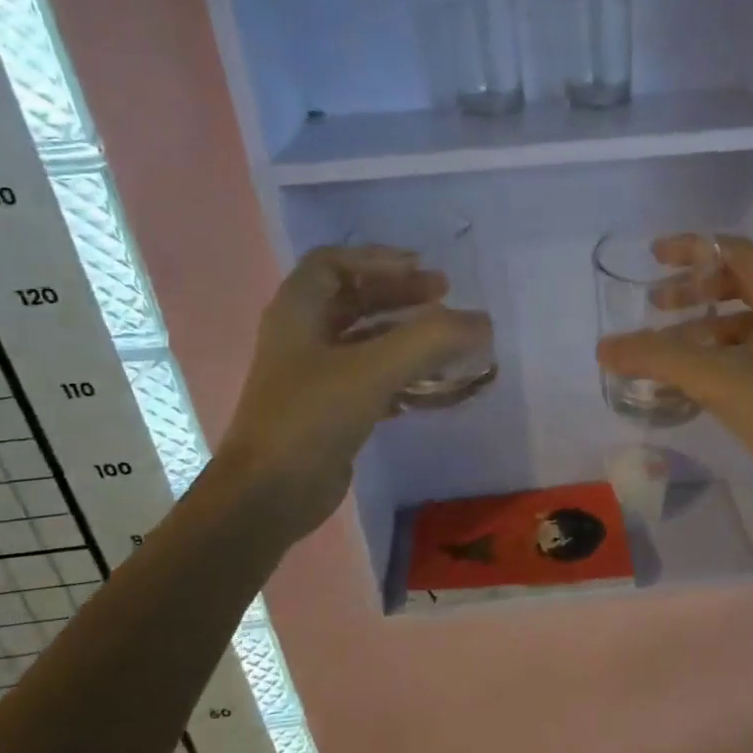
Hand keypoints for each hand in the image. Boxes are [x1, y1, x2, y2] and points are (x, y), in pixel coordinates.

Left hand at [212, 246, 490, 539]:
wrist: (270, 494)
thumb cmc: (313, 417)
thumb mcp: (375, 369)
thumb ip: (432, 340)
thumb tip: (482, 322)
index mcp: (298, 312)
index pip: (334, 263)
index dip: (378, 259)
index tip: (421, 268)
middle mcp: (302, 337)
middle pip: (353, 300)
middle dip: (399, 295)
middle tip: (444, 296)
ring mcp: (313, 377)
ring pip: (365, 341)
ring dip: (405, 336)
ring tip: (447, 341)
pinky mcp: (328, 411)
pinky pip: (370, 379)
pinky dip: (401, 375)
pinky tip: (430, 387)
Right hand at [595, 235, 752, 515]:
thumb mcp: (720, 378)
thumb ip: (659, 358)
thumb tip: (605, 347)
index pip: (734, 252)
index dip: (691, 249)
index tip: (652, 258)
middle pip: (737, 284)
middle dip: (692, 291)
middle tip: (653, 307)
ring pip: (741, 323)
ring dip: (700, 329)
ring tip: (662, 350)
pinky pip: (748, 354)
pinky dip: (715, 358)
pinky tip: (689, 382)